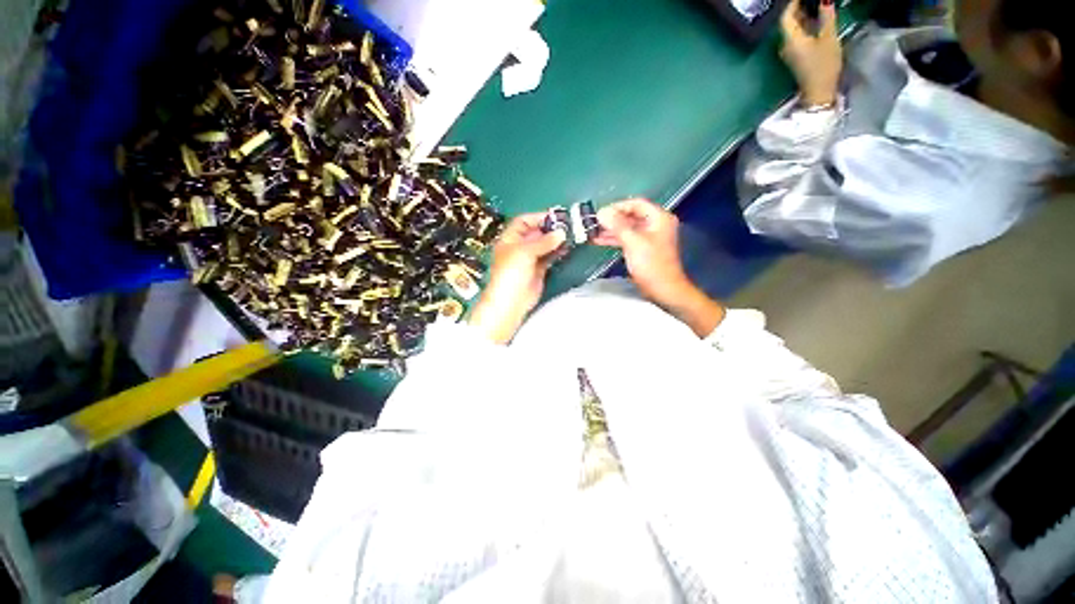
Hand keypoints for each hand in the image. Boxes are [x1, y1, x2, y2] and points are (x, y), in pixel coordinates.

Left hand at [469, 213, 565, 343]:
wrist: (512, 301)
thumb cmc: (511, 273)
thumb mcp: (525, 252)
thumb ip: (544, 242)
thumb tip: (561, 233)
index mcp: (510, 239)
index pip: (524, 221)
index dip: (538, 217)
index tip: (556, 216)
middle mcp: (520, 247)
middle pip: (536, 232)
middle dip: (551, 228)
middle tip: (568, 225)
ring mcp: (530, 258)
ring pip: (545, 245)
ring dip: (556, 240)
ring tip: (571, 235)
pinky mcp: (539, 269)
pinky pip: (549, 256)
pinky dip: (558, 251)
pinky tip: (568, 248)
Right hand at [594, 198, 724, 336]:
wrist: (663, 289)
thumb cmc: (651, 265)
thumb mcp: (633, 242)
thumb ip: (617, 225)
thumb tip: (602, 212)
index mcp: (659, 218)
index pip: (635, 203)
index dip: (617, 206)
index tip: (600, 213)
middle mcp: (655, 224)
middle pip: (630, 215)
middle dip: (611, 219)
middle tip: (593, 223)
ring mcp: (649, 237)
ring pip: (626, 228)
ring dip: (610, 229)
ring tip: (592, 232)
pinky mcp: (643, 249)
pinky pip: (626, 238)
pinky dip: (614, 239)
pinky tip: (599, 240)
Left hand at [780, 0, 841, 106]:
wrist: (819, 92)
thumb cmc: (823, 65)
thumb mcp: (828, 38)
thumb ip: (826, 17)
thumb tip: (825, 0)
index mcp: (790, 40)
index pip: (785, 17)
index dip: (792, 4)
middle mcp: (785, 46)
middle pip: (788, 23)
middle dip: (798, 8)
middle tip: (811, 0)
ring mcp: (789, 53)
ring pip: (793, 30)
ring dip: (802, 17)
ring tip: (816, 6)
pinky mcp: (796, 58)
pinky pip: (797, 37)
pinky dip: (804, 27)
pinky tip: (816, 21)